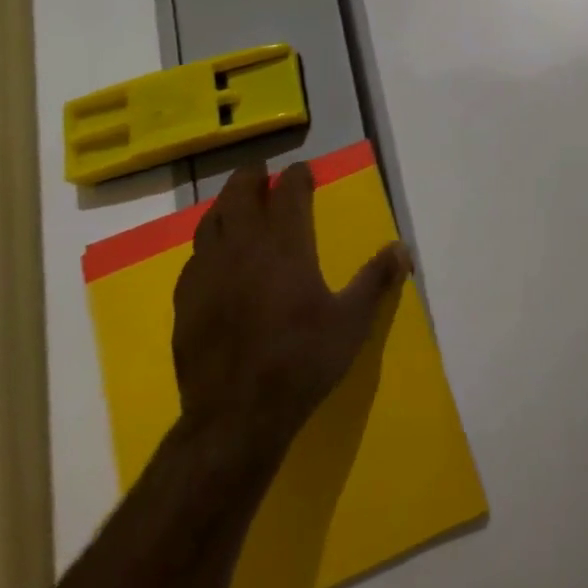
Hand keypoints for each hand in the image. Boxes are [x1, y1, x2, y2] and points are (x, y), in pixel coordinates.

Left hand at [172, 162, 411, 454]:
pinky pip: (194, 257)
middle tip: (262, 171)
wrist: (236, 416)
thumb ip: (376, 280)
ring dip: (225, 204)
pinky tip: (212, 256)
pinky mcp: (185, 302)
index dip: (297, 177)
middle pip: (240, 195)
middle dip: (252, 177)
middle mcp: (243, 248)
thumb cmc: (301, 361)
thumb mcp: (352, 322)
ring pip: (210, 222)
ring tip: (235, 203)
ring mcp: (208, 274)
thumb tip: (402, 248)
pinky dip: (206, 244)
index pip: (288, 193)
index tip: (304, 170)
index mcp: (285, 246)